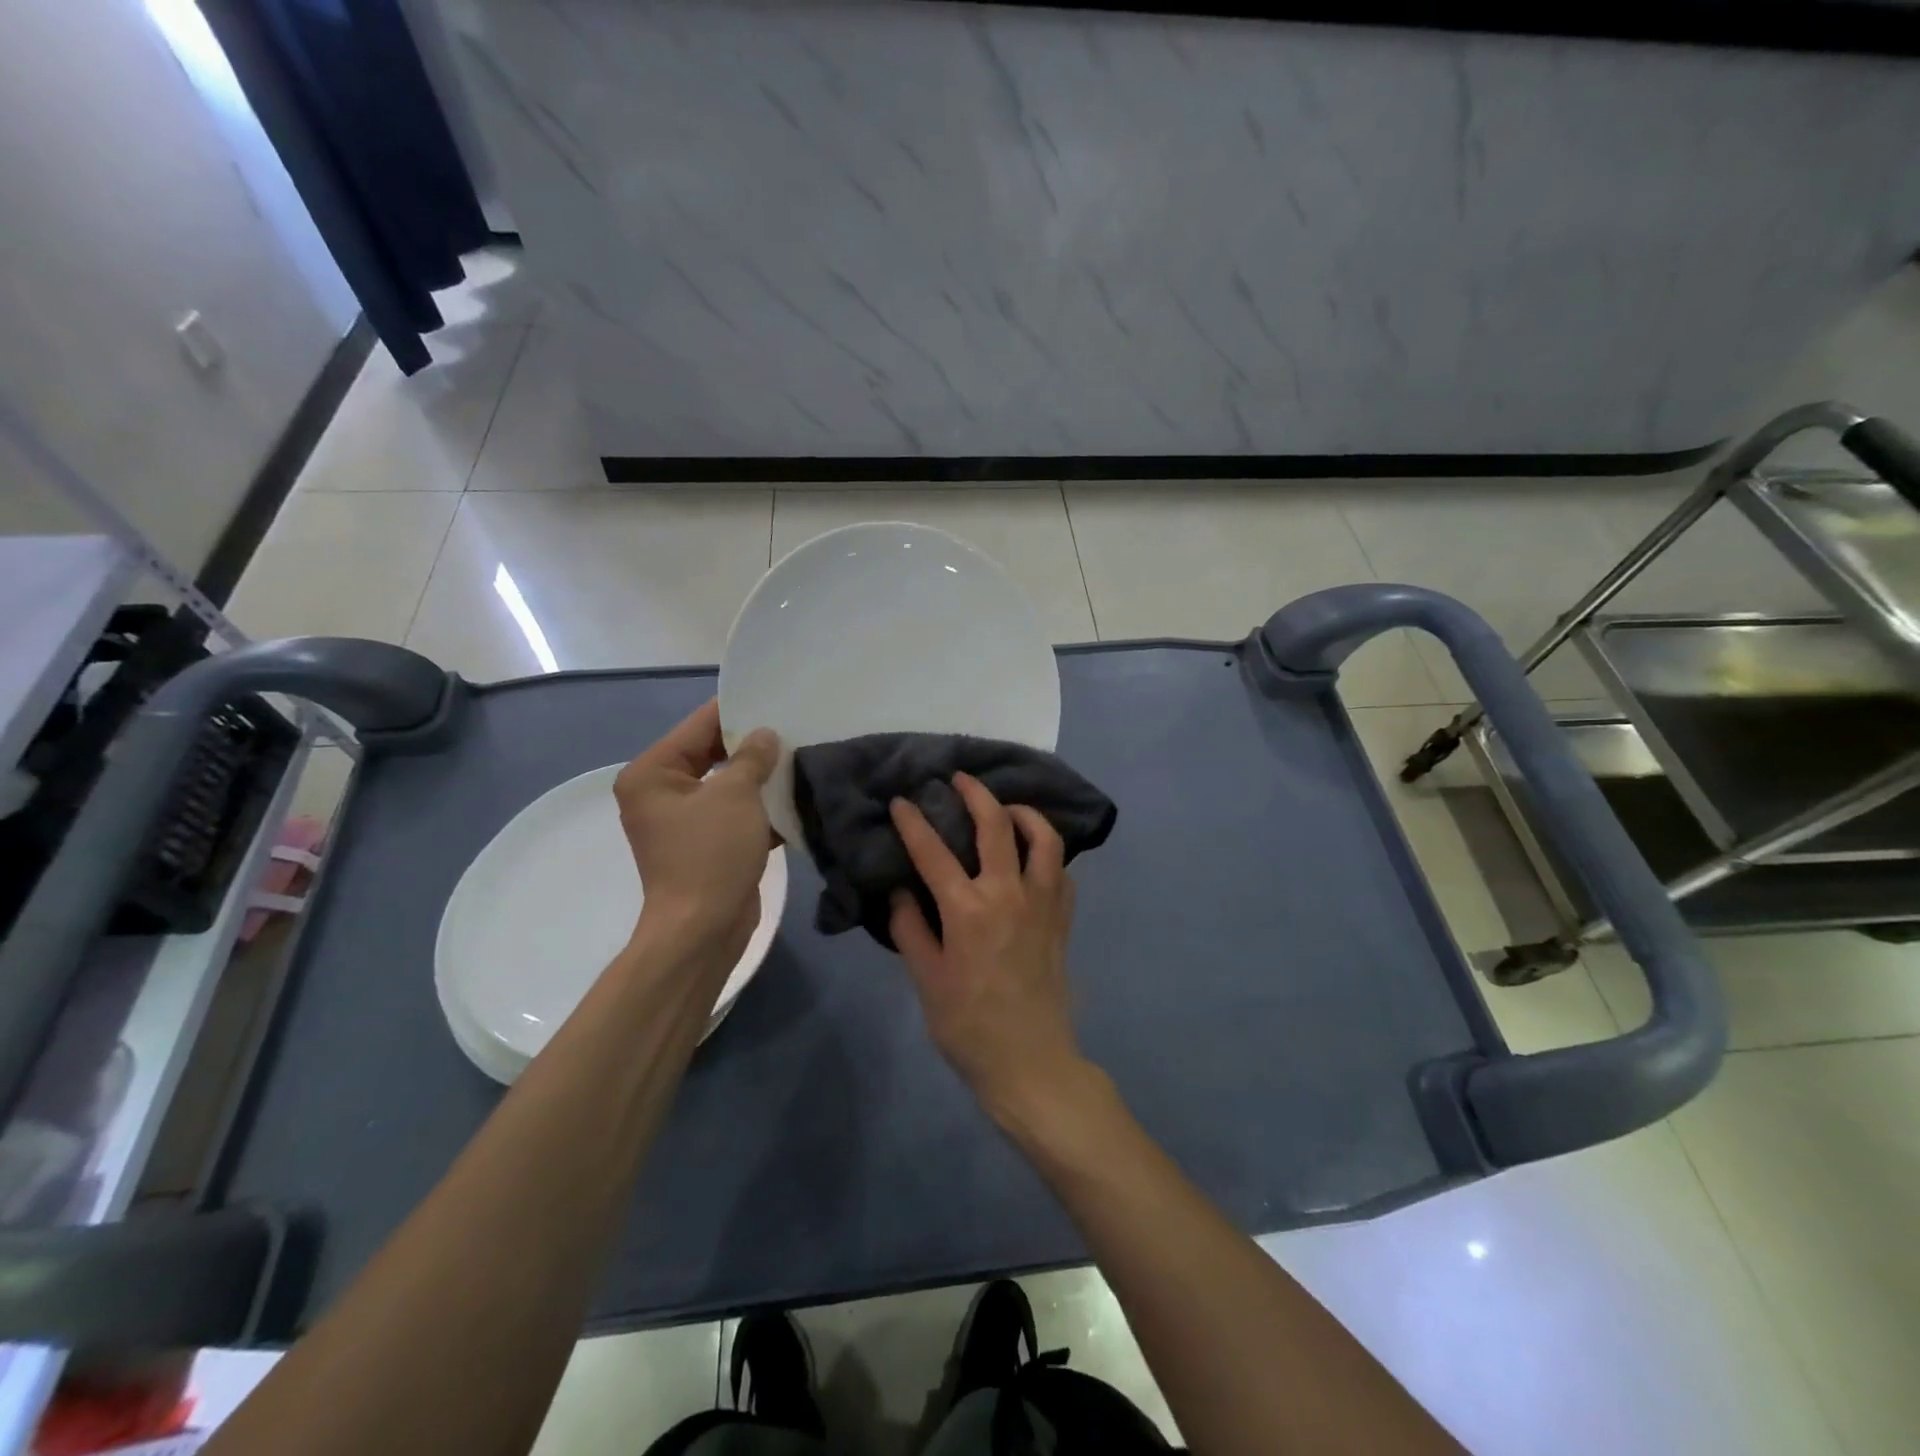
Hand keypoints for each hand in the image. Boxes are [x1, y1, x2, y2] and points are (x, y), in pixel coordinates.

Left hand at [614, 700, 777, 968]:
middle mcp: (661, 793)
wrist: (704, 929)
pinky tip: (795, 795)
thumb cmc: (711, 854)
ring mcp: (684, 821)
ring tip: (801, 755)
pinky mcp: (707, 844)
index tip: (775, 696)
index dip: (737, 711)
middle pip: (712, 753)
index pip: (699, 725)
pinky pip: (735, 812)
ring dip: (760, 776)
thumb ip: (752, 757)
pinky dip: (760, 806)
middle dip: (753, 745)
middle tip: (794, 725)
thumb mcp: (735, 795)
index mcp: (653, 773)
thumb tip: (766, 735)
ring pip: (728, 784)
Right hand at [889, 774, 1090, 1125]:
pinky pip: (1061, 871)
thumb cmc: (968, 1025)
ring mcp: (1043, 903)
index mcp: (968, 910)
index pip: (933, 851)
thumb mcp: (926, 979)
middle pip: (995, 825)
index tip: (900, 802)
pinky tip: (1033, 857)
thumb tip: (901, 891)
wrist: (1030, 1062)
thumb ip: (909, 928)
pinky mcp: (1063, 918)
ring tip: (1007, 809)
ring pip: (1043, 838)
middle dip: (975, 793)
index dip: (913, 822)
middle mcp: (1009, 894)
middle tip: (959, 779)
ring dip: (1025, 813)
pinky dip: (1047, 854)